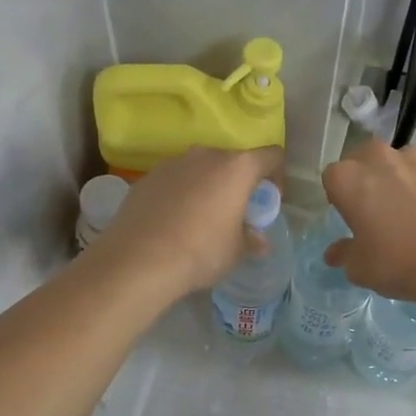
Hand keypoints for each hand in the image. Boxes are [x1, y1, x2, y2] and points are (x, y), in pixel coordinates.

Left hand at [93, 147, 284, 297]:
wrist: (138, 260)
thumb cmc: (201, 251)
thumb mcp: (236, 251)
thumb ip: (251, 240)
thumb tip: (259, 241)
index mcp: (236, 167)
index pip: (271, 156)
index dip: (277, 176)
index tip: (269, 200)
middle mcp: (205, 155)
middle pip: (233, 161)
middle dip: (238, 183)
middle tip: (236, 212)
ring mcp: (172, 163)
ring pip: (200, 169)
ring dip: (208, 187)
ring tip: (202, 218)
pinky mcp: (146, 178)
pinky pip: (174, 181)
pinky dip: (180, 194)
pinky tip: (173, 223)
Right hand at [321, 140, 415, 304]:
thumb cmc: (399, 263)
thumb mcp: (361, 268)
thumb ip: (344, 254)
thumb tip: (334, 252)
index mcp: (348, 179)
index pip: (333, 178)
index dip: (342, 196)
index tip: (353, 216)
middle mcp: (379, 157)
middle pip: (365, 159)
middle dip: (369, 177)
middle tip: (381, 208)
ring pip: (401, 161)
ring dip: (402, 177)